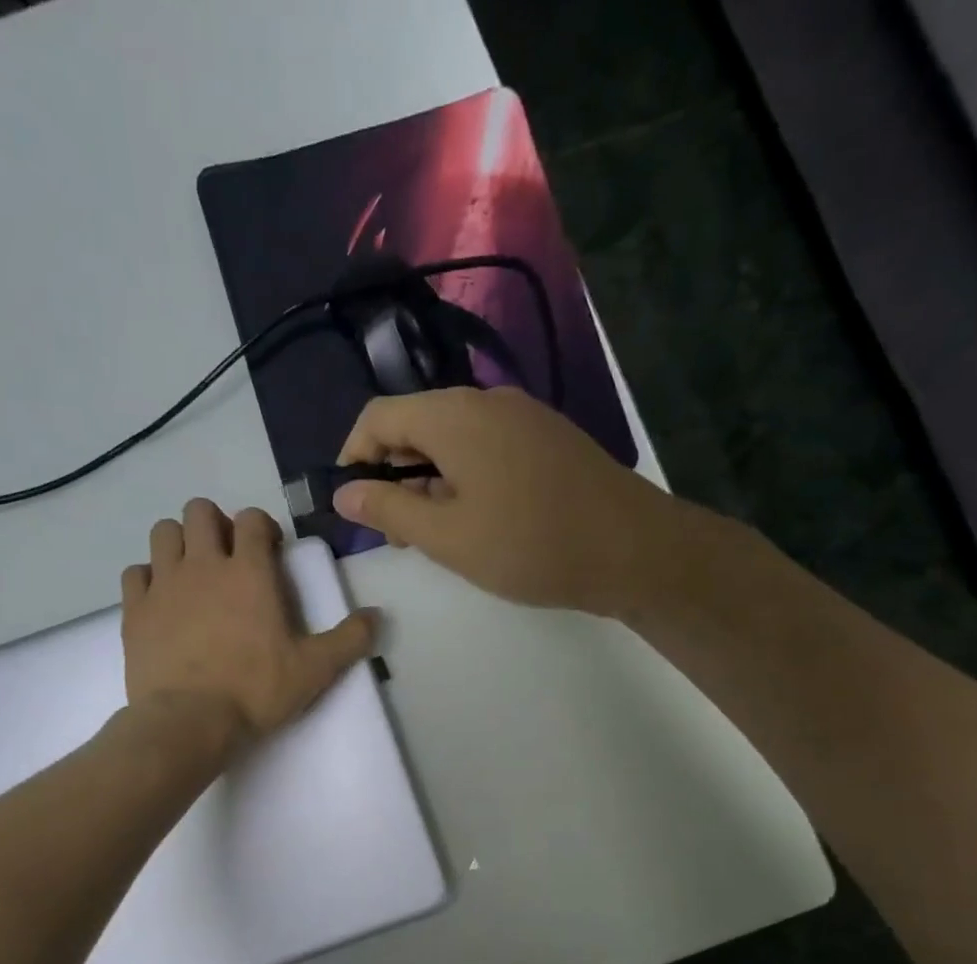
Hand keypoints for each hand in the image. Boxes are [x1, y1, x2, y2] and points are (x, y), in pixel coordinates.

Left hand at [121, 499, 376, 748]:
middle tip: (227, 558)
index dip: (263, 528)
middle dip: (215, 525)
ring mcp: (163, 585)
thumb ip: (350, 639)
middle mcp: (202, 565)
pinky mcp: (135, 610)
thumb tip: (377, 616)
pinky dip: (148, 578)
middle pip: (199, 511)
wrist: (189, 722)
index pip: (253, 519)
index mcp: (249, 572)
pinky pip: (135, 572)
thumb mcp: (314, 670)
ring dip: (179, 543)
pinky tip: (162, 600)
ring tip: (193, 573)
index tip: (270, 552)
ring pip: (163, 532)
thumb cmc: (255, 691)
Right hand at [333, 387, 702, 617]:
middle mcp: (486, 402)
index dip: (353, 456)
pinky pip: (486, 448)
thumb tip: (344, 492)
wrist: (633, 550)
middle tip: (395, 533)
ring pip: (452, 440)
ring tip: (433, 535)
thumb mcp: (446, 536)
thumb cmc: (528, 544)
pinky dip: (463, 478)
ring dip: (428, 481)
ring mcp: (523, 417)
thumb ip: (389, 509)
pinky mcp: (547, 439)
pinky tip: (475, 521)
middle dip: (392, 474)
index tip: (350, 503)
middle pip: (416, 424)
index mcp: (454, 416)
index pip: (379, 416)